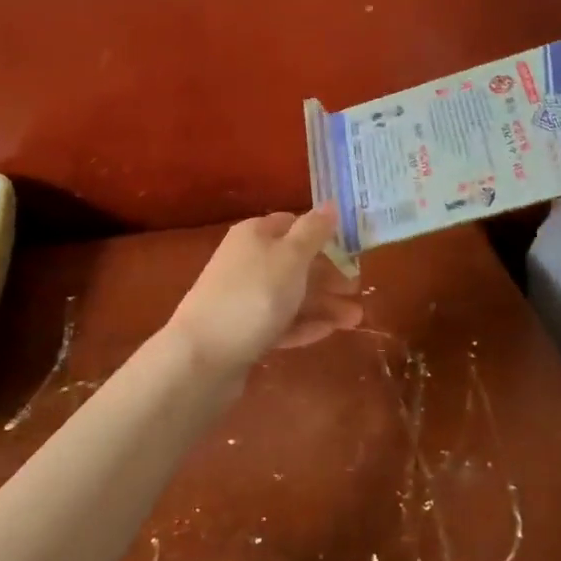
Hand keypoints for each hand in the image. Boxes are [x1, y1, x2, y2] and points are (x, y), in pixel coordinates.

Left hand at [165, 206, 362, 375]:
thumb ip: (314, 231)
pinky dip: (303, 324)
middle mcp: (247, 260)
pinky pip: (279, 322)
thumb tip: (330, 203)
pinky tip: (328, 332)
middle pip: (295, 262)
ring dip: (323, 304)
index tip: (352, 249)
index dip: (323, 235)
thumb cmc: (253, 295)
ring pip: (290, 294)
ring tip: (356, 319)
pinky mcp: (242, 330)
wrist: (202, 357)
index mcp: (255, 234)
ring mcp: (242, 297)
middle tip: (358, 288)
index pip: (294, 224)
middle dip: (329, 275)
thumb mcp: (291, 257)